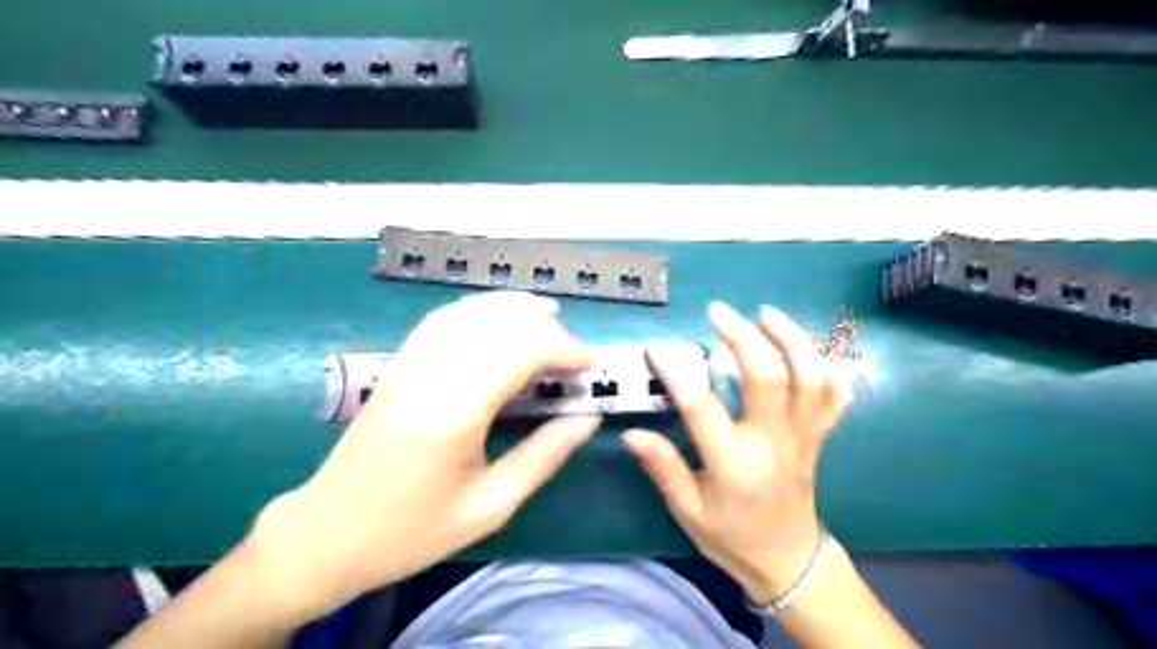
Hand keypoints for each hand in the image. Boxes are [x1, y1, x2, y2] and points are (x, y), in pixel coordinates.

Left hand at [240, 291, 595, 621]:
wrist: (328, 533)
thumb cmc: (412, 530)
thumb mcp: (490, 505)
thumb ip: (544, 456)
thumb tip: (587, 419)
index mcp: (454, 412)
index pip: (519, 350)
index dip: (562, 348)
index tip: (587, 367)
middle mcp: (430, 374)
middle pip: (499, 324)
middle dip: (546, 329)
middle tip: (572, 355)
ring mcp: (408, 363)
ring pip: (470, 312)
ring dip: (514, 307)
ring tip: (548, 314)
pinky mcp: (398, 364)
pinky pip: (443, 319)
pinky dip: (480, 310)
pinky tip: (499, 318)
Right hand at [624, 302, 847, 605]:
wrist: (789, 562)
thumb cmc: (732, 538)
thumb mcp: (688, 510)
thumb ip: (663, 468)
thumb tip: (632, 433)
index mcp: (735, 465)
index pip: (702, 408)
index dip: (676, 373)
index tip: (656, 349)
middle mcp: (773, 444)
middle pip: (768, 377)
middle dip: (743, 337)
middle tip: (718, 312)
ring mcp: (803, 437)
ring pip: (810, 378)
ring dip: (790, 339)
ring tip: (766, 314)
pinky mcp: (818, 436)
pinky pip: (834, 395)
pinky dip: (825, 364)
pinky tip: (803, 346)